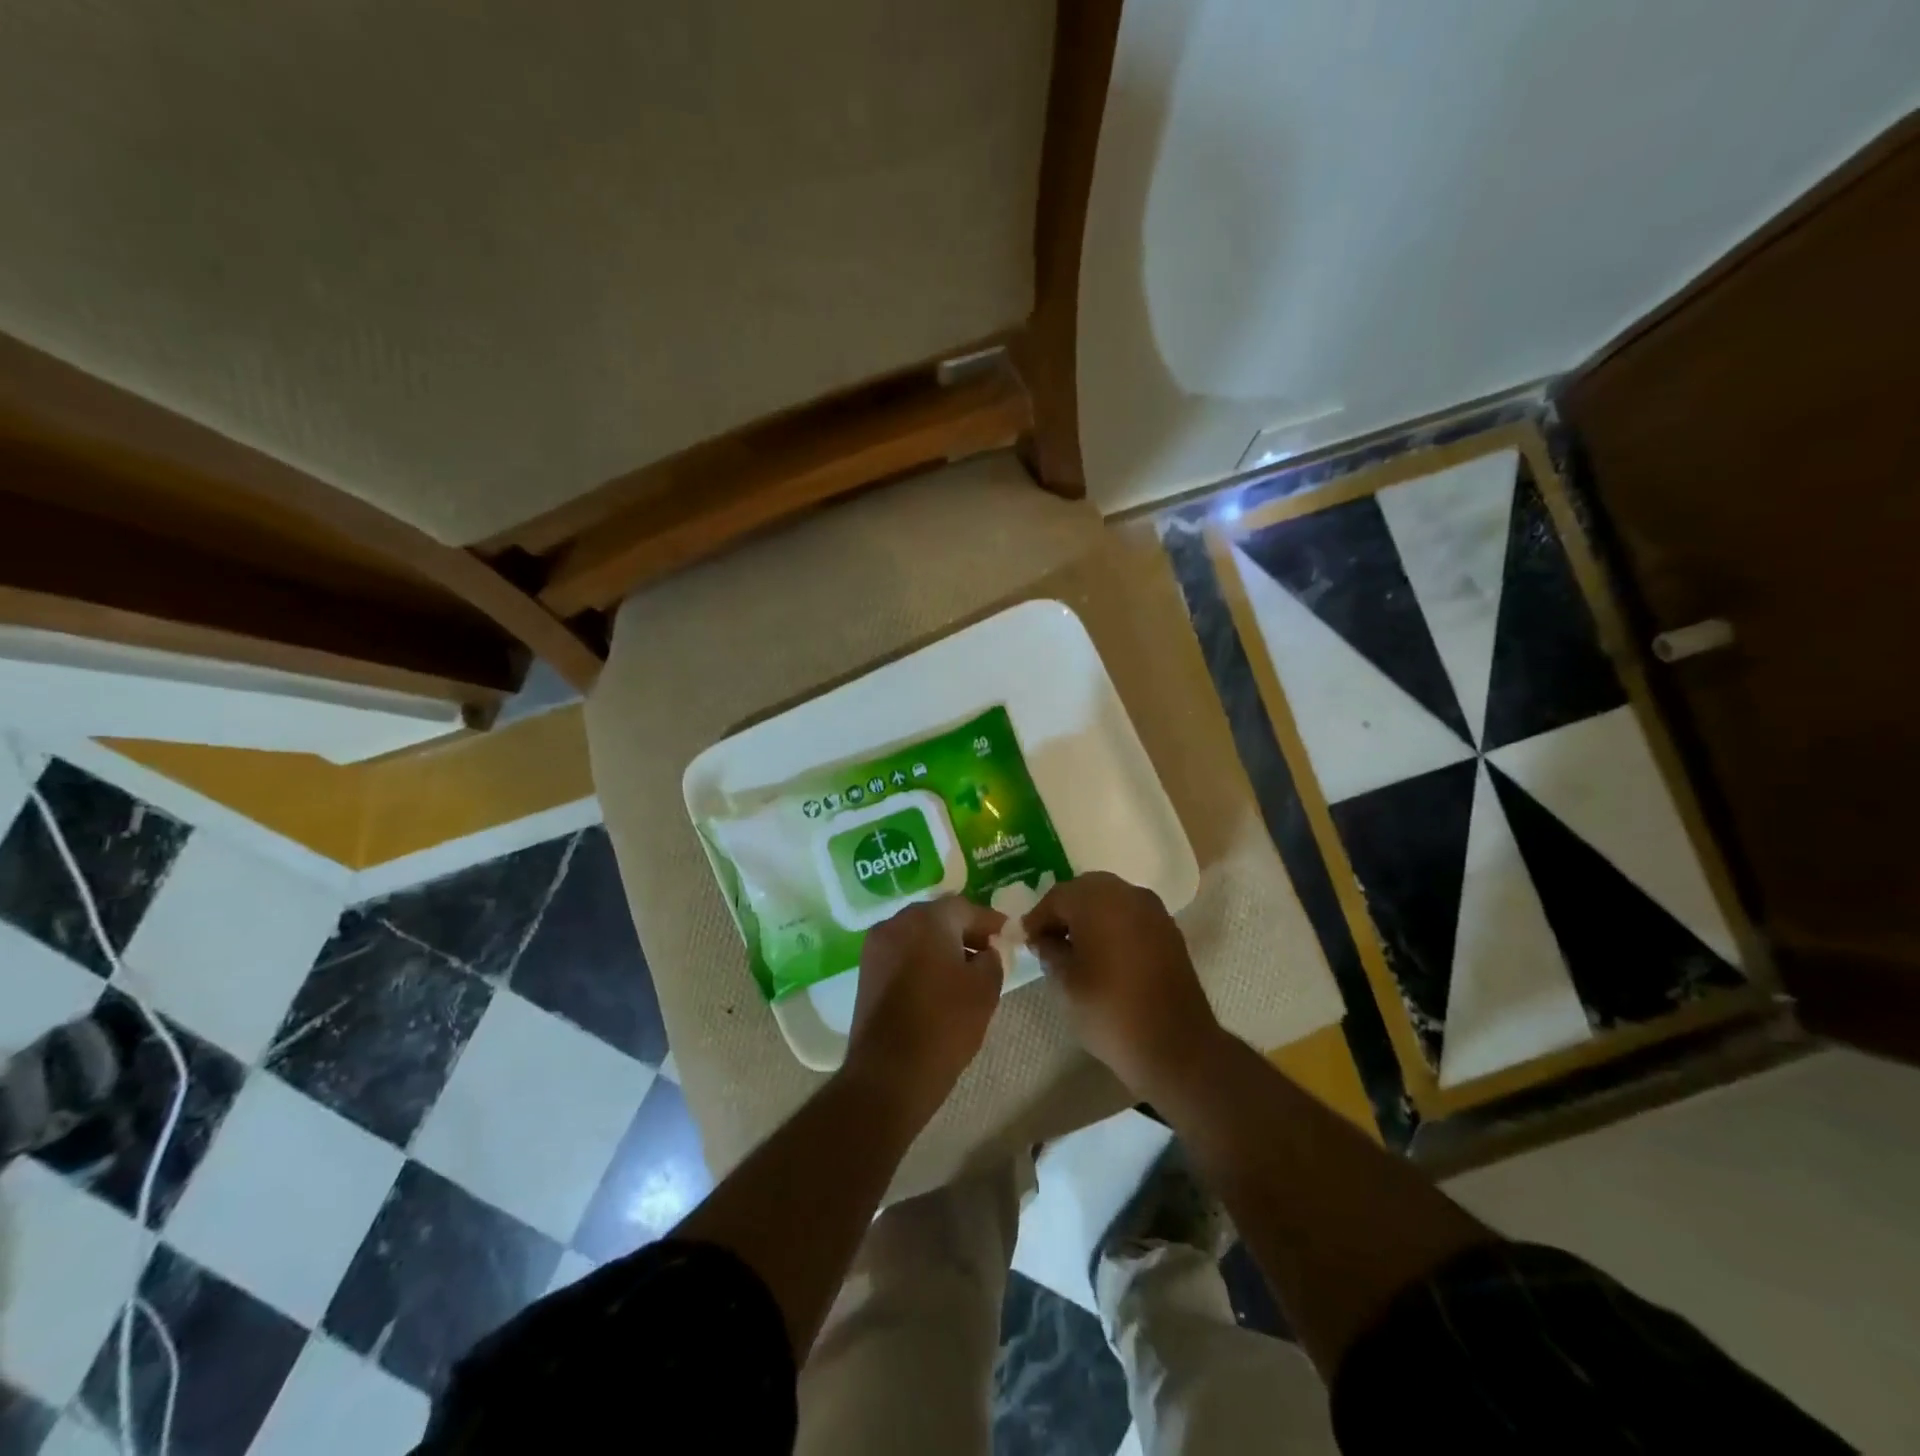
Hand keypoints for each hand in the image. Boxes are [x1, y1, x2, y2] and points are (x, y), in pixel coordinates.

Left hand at [843, 896, 1006, 1123]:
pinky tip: (938, 984)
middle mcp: (896, 923)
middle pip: (937, 918)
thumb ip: (992, 959)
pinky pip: (901, 954)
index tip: (1007, 934)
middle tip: (988, 950)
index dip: (989, 921)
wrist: (890, 1072)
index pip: (965, 908)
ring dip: (941, 946)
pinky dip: (921, 961)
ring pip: (916, 936)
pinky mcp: (866, 972)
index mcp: (927, 918)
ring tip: (965, 971)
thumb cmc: (945, 1023)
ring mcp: (876, 947)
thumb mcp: (985, 988)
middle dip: (963, 931)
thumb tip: (986, 952)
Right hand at [1023, 872, 1221, 1096]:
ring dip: (1089, 915)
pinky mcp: (1168, 928)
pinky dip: (1113, 924)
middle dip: (1064, 910)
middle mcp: (1127, 894)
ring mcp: (1152, 909)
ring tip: (1075, 947)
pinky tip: (1104, 952)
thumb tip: (1044, 939)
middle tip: (1048, 939)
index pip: (1057, 897)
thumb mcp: (1065, 984)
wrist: (1176, 1044)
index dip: (1038, 918)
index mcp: (1097, 901)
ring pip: (1110, 898)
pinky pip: (1131, 913)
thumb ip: (1049, 952)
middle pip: (1085, 890)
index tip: (1026, 941)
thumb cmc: (1110, 1011)